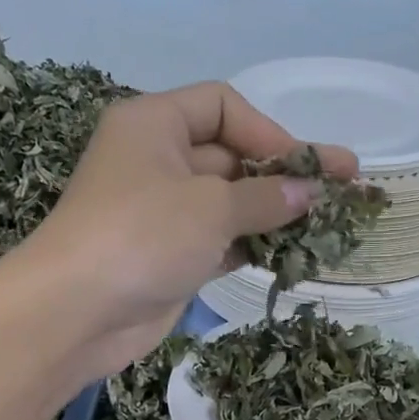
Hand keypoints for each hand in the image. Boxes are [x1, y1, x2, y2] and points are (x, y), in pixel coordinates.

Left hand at [22, 83, 358, 377]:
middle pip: (230, 155)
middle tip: (342, 192)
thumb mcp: (212, 206)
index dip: (270, 132)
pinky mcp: (167, 255)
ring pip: (228, 203)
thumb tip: (311, 194)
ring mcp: (161, 211)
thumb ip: (267, 197)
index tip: (309, 165)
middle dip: (282, 175)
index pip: (223, 106)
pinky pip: (219, 240)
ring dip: (273, 214)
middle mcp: (156, 160)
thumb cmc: (142, 236)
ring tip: (326, 226)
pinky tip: (289, 255)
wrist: (76, 313)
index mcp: (154, 124)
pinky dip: (251, 245)